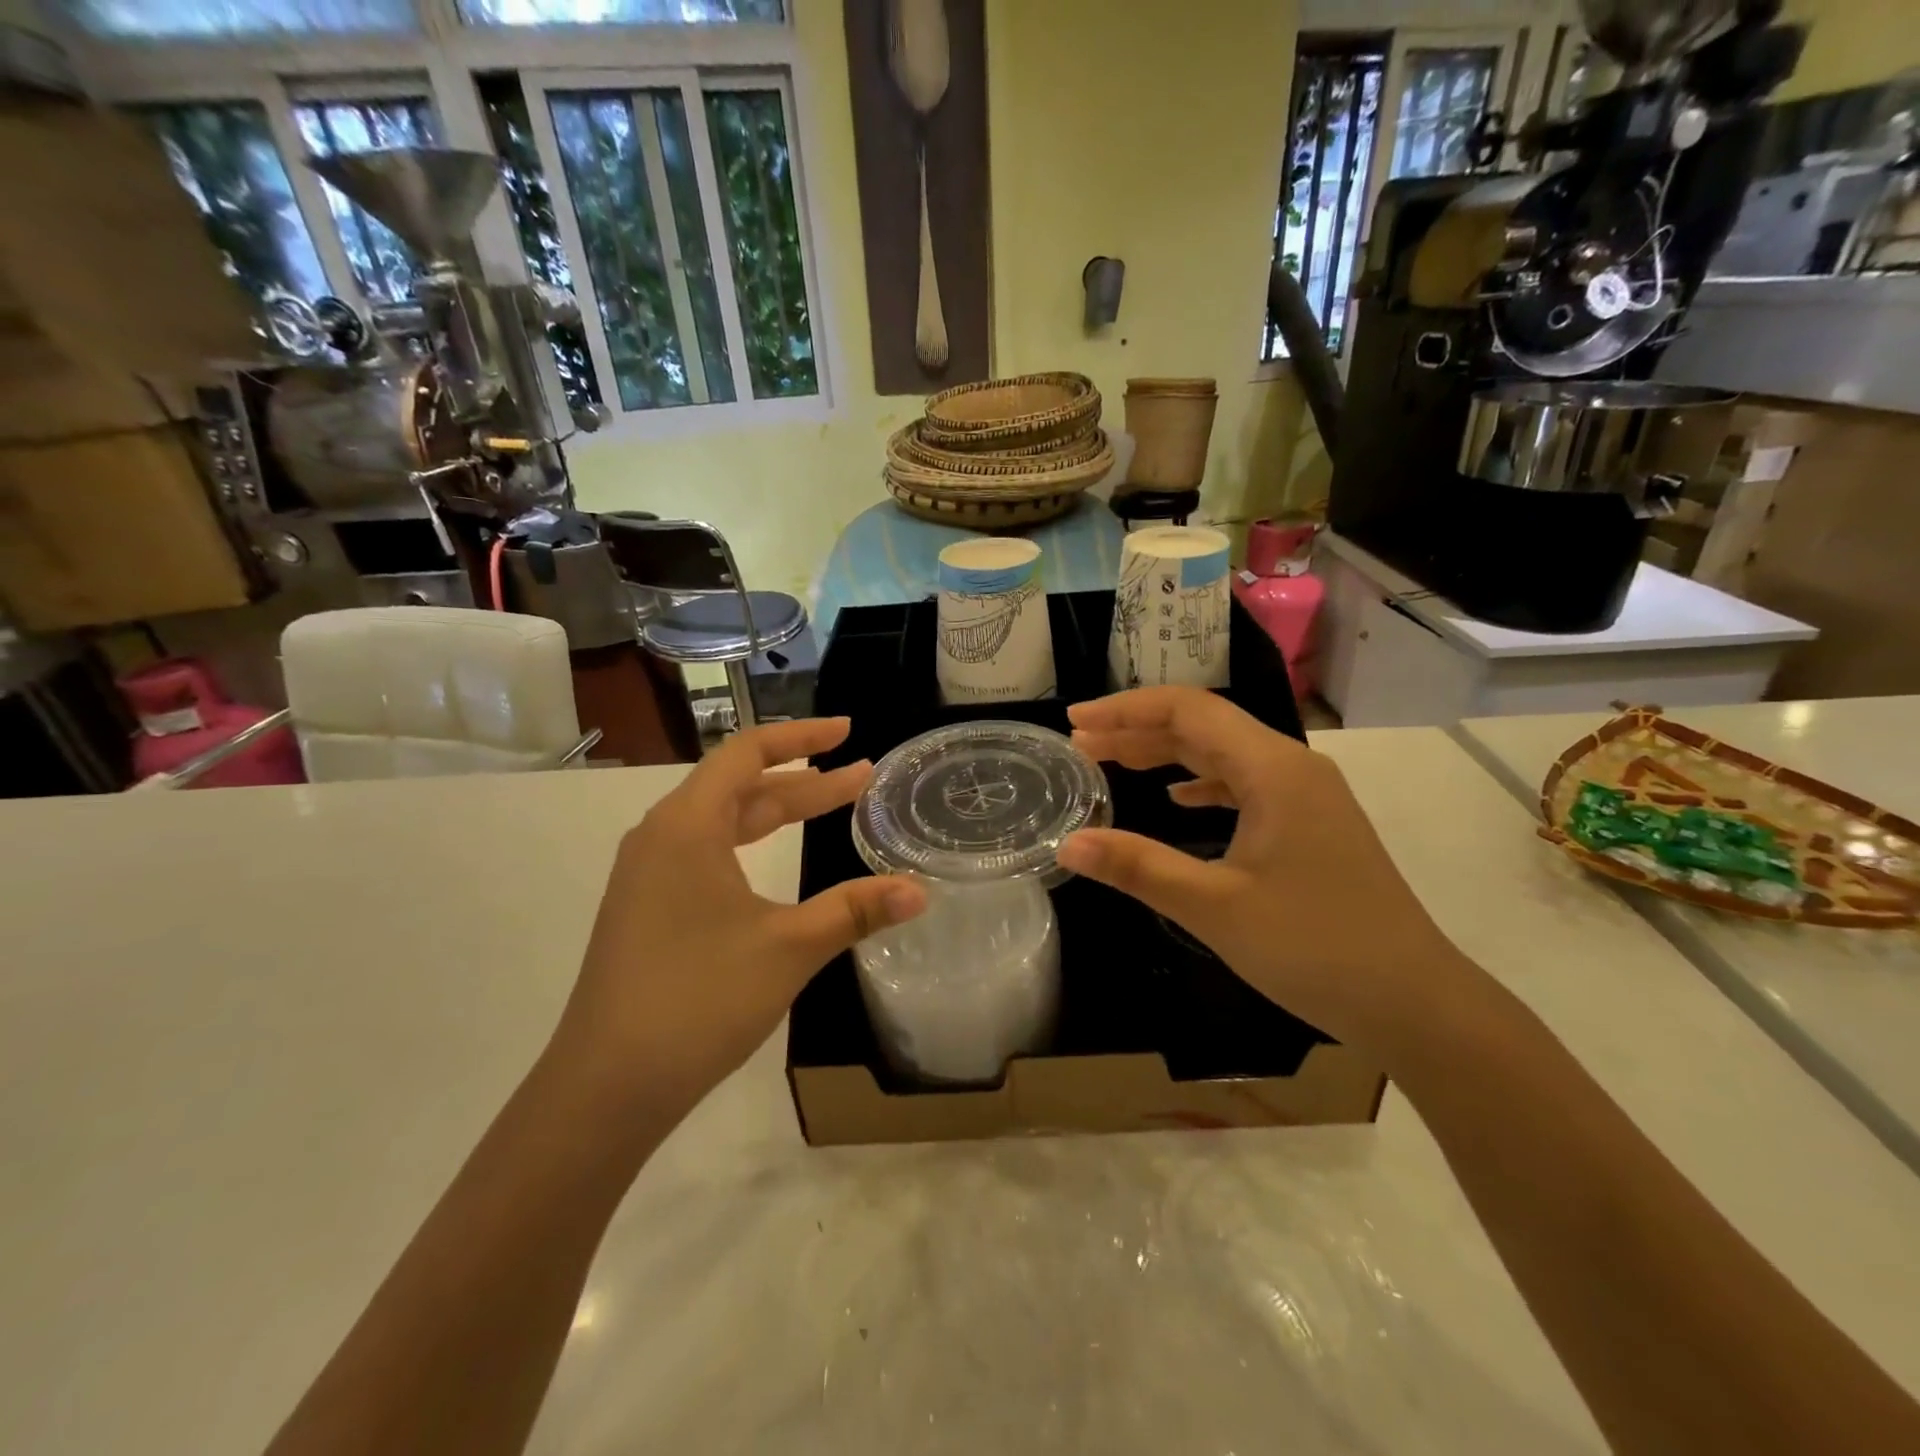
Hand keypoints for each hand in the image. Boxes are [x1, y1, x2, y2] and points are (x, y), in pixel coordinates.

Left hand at [550, 718, 925, 1111]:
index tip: (847, 730)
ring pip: (723, 822)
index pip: (747, 753)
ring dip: (778, 812)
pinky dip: (751, 844)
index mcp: (686, 826)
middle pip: (740, 787)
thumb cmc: (698, 999)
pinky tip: (772, 864)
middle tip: (862, 778)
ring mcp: (649, 875)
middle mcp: (661, 837)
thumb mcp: (788, 949)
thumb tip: (920, 891)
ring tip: (830, 808)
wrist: (605, 1087)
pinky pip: (706, 852)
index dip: (801, 736)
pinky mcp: (647, 909)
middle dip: (805, 781)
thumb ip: (854, 911)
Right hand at [1056, 687, 1481, 1059]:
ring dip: (1167, 755)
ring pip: (1224, 755)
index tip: (1076, 721)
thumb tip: (1068, 844)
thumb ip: (1138, 867)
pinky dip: (1201, 784)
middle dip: (1138, 731)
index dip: (1126, 710)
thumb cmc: (1315, 948)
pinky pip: (1244, 784)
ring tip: (1113, 763)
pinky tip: (1176, 800)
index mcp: (1274, 769)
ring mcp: (1307, 795)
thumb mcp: (1215, 907)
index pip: (1189, 710)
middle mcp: (1293, 767)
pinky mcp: (1311, 824)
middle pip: (1205, 726)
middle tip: (1081, 745)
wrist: (1414, 1002)